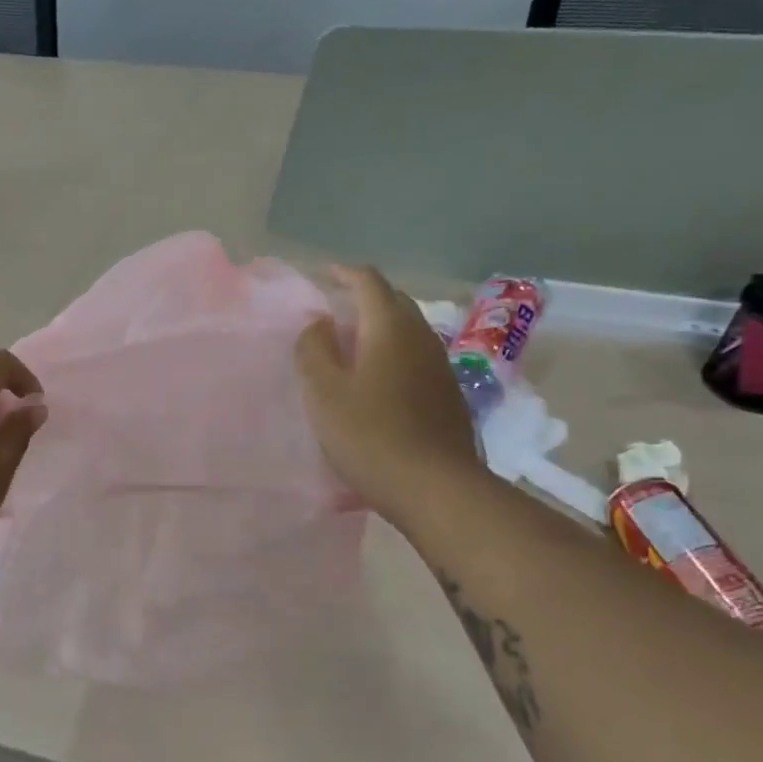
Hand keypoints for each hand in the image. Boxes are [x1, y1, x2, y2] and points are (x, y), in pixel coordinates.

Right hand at [295, 265, 480, 526]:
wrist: (435, 488)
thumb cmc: (370, 436)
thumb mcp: (323, 393)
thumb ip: (314, 350)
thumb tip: (318, 324)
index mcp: (389, 328)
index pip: (368, 282)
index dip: (344, 273)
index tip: (323, 275)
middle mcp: (421, 337)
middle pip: (393, 301)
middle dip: (363, 298)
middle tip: (334, 312)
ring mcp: (440, 365)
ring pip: (407, 330)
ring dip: (379, 328)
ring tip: (352, 345)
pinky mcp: (448, 394)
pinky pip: (416, 357)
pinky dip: (393, 353)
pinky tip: (378, 380)